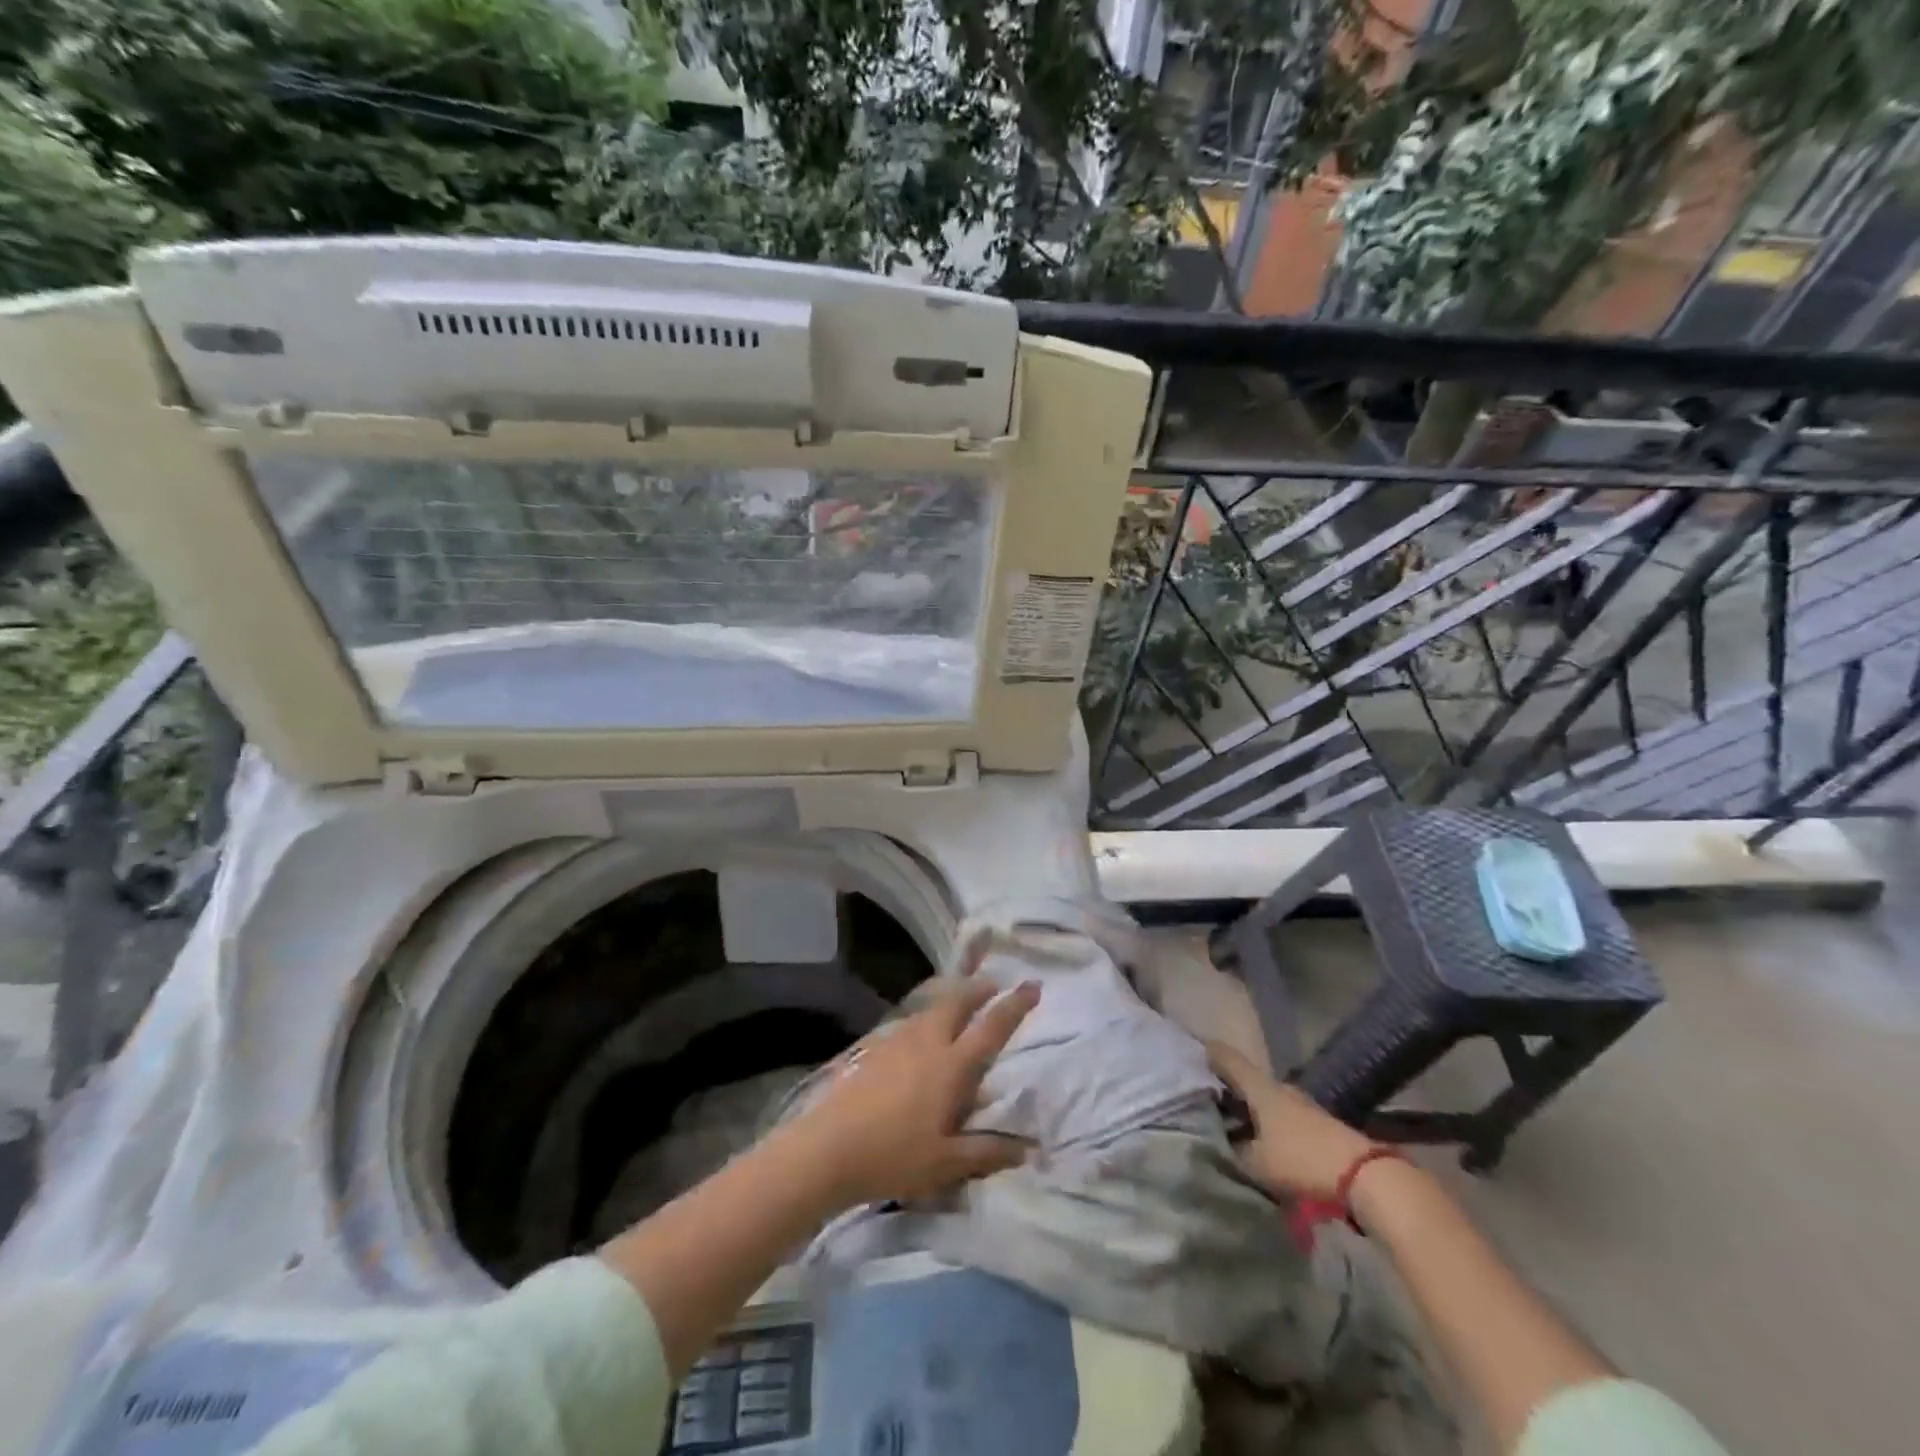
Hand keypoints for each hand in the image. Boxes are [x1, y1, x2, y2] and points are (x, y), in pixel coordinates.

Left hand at [779, 978, 1040, 1211]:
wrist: (828, 1148)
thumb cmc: (894, 1156)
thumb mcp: (947, 1163)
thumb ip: (988, 1152)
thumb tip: (1028, 1148)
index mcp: (951, 1066)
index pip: (990, 1028)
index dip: (1014, 1006)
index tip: (1031, 986)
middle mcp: (927, 1043)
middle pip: (956, 1003)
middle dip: (977, 989)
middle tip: (992, 985)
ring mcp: (897, 1042)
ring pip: (930, 1010)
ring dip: (950, 1000)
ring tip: (959, 1004)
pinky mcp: (874, 1049)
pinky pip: (909, 1023)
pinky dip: (925, 1018)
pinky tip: (920, 1035)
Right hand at [1208, 1041, 1373, 1201]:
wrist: (1366, 1177)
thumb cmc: (1302, 1161)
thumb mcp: (1256, 1163)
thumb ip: (1232, 1151)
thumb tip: (1217, 1143)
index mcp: (1260, 1087)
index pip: (1228, 1059)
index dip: (1209, 1054)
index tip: (1192, 1054)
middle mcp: (1280, 1088)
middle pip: (1247, 1080)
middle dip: (1228, 1089)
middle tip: (1207, 1102)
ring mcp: (1303, 1105)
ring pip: (1266, 1100)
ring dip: (1249, 1109)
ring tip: (1232, 1127)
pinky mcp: (1319, 1125)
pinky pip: (1282, 1116)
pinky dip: (1268, 1123)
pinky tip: (1262, 1141)